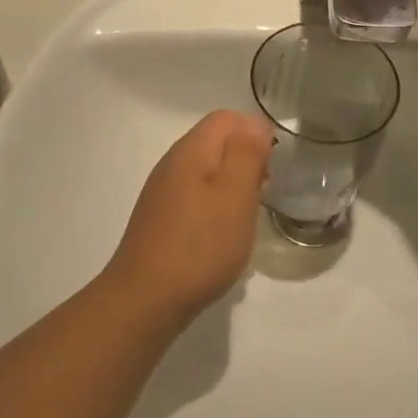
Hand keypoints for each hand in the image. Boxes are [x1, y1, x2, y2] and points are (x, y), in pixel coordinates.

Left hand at [103, 110, 271, 324]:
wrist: (146, 299)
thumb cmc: (200, 245)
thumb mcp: (235, 195)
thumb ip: (246, 154)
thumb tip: (254, 125)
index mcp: (190, 151)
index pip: (226, 118)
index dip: (255, 133)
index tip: (271, 167)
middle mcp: (172, 164)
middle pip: (215, 142)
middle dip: (245, 159)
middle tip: (263, 192)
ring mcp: (163, 192)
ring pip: (206, 171)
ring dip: (232, 186)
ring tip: (247, 216)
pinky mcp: (160, 218)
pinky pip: (195, 197)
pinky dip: (215, 206)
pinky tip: (222, 235)